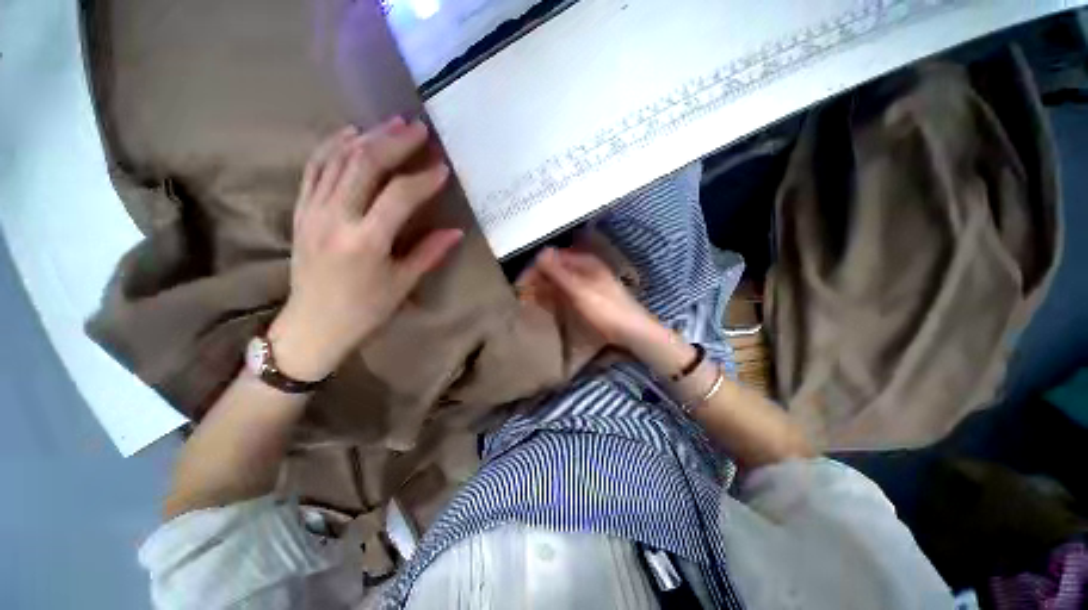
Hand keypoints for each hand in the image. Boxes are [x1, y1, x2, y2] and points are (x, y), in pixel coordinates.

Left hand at [269, 119, 463, 380]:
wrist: (313, 325)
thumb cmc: (365, 310)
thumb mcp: (402, 284)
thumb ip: (429, 253)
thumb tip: (456, 231)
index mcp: (366, 242)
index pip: (399, 196)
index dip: (423, 179)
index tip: (443, 168)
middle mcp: (335, 218)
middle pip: (365, 165)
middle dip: (395, 143)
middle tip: (418, 128)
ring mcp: (313, 211)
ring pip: (338, 159)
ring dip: (367, 137)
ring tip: (390, 123)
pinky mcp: (301, 210)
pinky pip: (315, 168)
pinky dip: (332, 146)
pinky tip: (350, 133)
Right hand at [534, 247, 656, 347]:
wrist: (633, 331)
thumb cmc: (607, 310)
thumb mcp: (581, 291)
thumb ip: (560, 273)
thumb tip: (539, 253)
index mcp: (584, 262)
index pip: (552, 258)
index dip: (535, 270)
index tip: (521, 286)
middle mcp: (585, 268)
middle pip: (555, 268)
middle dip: (538, 279)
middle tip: (524, 297)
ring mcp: (587, 281)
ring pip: (560, 280)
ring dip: (545, 288)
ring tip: (531, 302)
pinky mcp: (589, 295)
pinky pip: (566, 290)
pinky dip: (555, 295)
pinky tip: (548, 305)